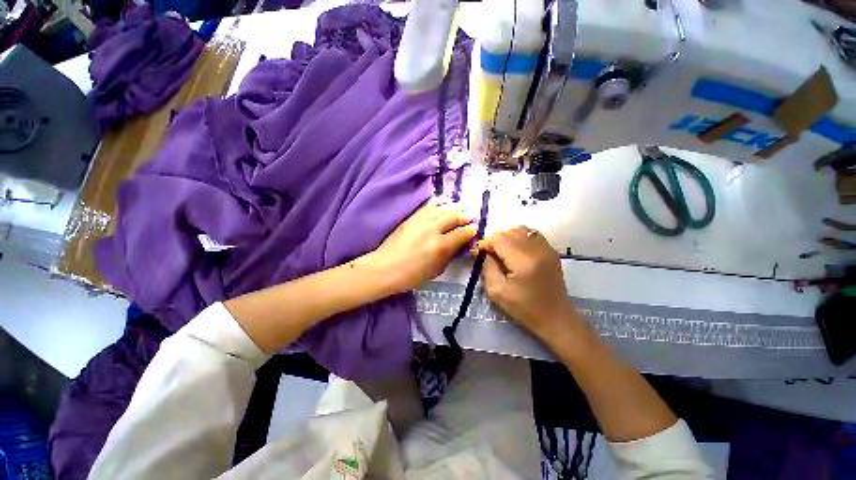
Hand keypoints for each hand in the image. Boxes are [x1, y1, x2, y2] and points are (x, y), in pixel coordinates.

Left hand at [368, 198, 476, 294]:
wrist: (384, 268)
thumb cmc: (411, 276)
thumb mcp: (435, 271)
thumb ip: (450, 256)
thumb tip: (460, 245)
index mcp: (440, 246)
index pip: (461, 233)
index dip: (471, 230)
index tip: (475, 228)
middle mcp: (432, 230)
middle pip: (453, 217)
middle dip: (464, 215)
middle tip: (471, 215)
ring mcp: (420, 221)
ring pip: (441, 208)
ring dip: (453, 207)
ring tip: (460, 206)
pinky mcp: (411, 218)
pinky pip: (427, 206)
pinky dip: (437, 202)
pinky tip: (443, 201)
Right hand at [479, 227, 575, 338]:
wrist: (555, 318)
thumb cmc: (524, 308)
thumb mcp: (496, 292)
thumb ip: (487, 267)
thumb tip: (483, 252)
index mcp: (523, 261)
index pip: (499, 239)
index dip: (485, 243)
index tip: (478, 253)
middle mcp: (537, 249)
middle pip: (509, 232)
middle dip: (494, 240)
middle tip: (488, 254)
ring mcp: (547, 248)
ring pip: (520, 230)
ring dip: (506, 237)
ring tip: (501, 251)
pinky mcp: (551, 250)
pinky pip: (531, 234)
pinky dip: (519, 237)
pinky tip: (515, 250)